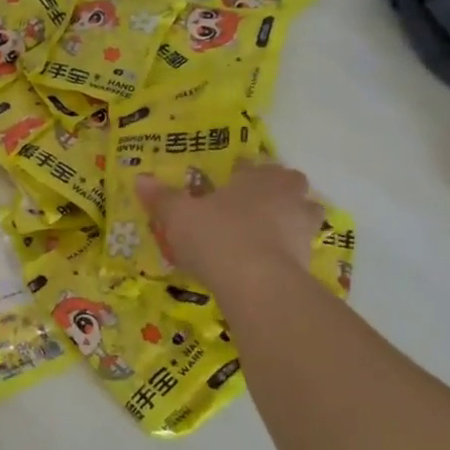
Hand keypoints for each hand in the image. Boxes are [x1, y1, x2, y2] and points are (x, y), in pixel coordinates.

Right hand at [136, 163, 322, 294]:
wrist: (258, 284)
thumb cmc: (217, 237)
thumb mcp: (179, 216)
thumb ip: (162, 197)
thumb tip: (141, 178)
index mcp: (259, 177)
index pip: (251, 165)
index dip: (236, 173)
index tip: (222, 184)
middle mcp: (288, 195)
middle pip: (286, 186)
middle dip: (271, 193)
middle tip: (245, 209)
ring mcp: (304, 228)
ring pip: (299, 216)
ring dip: (285, 222)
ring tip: (259, 237)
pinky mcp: (309, 260)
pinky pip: (296, 249)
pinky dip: (283, 253)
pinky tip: (261, 265)